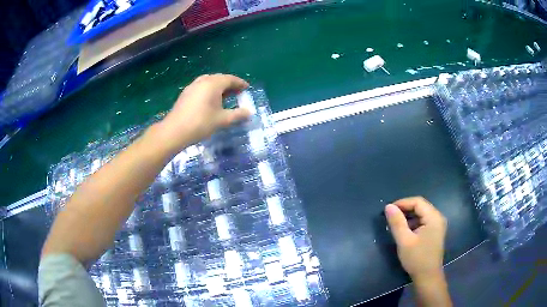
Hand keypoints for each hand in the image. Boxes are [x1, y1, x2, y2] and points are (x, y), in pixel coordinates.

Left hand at [158, 74, 250, 152]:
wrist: (175, 131)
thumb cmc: (201, 123)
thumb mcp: (222, 120)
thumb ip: (237, 115)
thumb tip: (249, 112)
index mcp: (213, 84)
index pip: (230, 79)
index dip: (240, 83)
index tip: (247, 88)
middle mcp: (203, 81)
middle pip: (219, 78)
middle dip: (230, 84)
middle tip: (238, 92)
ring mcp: (192, 86)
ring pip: (209, 82)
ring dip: (219, 87)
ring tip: (225, 96)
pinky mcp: (186, 93)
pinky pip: (201, 87)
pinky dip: (209, 90)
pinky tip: (210, 100)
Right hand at [385, 197, 446, 280]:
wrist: (427, 276)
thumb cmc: (416, 258)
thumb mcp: (404, 241)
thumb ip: (397, 222)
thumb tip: (388, 206)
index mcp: (433, 217)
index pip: (418, 202)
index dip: (402, 203)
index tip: (388, 210)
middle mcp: (438, 217)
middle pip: (420, 206)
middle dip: (405, 209)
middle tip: (390, 216)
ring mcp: (438, 225)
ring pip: (422, 214)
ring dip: (409, 216)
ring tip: (396, 223)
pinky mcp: (435, 232)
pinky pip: (423, 221)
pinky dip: (413, 223)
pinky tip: (405, 230)